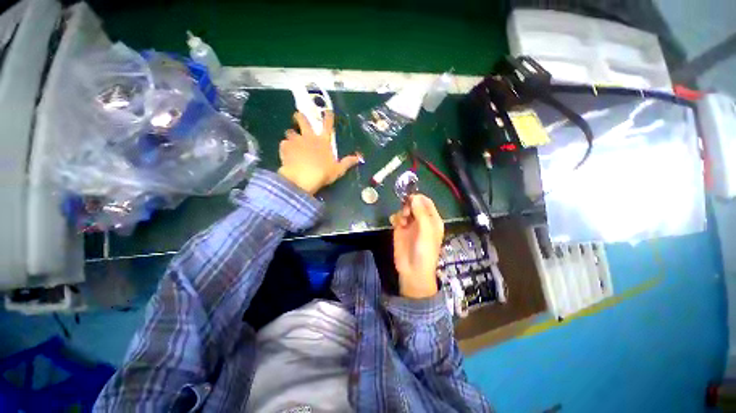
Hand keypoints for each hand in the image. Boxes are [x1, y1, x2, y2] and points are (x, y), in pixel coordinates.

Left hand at [278, 111, 360, 193]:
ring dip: (291, 134)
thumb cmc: (322, 173)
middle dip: (300, 116)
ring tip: (290, 138)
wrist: (302, 178)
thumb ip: (347, 163)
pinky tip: (285, 151)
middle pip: (303, 121)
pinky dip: (285, 146)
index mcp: (323, 141)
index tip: (328, 110)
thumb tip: (359, 158)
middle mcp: (309, 137)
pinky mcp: (285, 147)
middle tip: (297, 115)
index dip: (328, 117)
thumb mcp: (338, 170)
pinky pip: (283, 143)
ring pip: (290, 131)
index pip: (328, 125)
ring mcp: (296, 141)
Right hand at [390, 194, 444, 298]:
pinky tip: (396, 224)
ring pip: (404, 209)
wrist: (413, 270)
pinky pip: (396, 217)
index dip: (418, 198)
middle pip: (414, 204)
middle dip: (408, 205)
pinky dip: (395, 218)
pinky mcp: (400, 229)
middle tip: (406, 213)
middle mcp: (422, 220)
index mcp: (432, 219)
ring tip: (402, 223)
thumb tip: (414, 197)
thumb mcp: (426, 231)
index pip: (426, 202)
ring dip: (402, 212)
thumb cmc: (424, 251)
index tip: (410, 199)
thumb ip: (421, 213)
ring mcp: (410, 224)